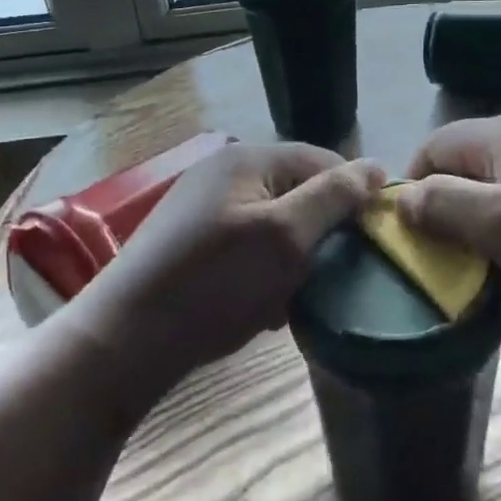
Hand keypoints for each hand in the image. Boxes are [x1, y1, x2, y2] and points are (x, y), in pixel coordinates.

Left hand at [75, 143, 383, 384]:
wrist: (123, 341)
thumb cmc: (214, 283)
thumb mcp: (285, 237)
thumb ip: (333, 197)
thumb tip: (377, 167)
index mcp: (248, 158)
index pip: (323, 161)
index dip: (352, 198)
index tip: (368, 244)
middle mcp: (224, 173)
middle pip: (297, 194)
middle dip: (317, 236)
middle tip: (324, 279)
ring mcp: (204, 208)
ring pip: (274, 226)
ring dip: (291, 261)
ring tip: (290, 301)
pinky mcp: (191, 242)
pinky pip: (247, 248)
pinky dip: (262, 274)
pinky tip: (260, 309)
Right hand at [395, 113, 500, 322]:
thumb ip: (442, 207)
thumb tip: (401, 198)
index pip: (431, 148)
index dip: (413, 190)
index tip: (416, 241)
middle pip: (466, 167)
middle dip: (451, 211)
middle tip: (456, 260)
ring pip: (500, 187)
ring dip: (488, 225)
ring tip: (497, 267)